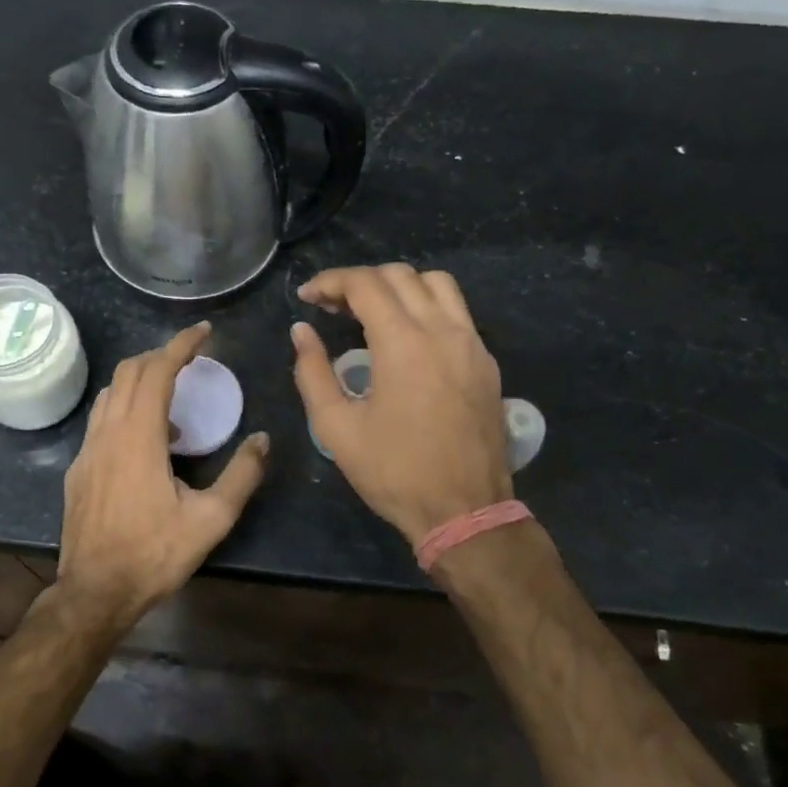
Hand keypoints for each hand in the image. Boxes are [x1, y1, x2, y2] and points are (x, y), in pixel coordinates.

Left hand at [57, 322, 268, 623]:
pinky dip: (125, 409)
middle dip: (160, 356)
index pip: (157, 371)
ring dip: (139, 381)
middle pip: (129, 372)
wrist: (95, 591)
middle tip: (190, 360)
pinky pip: (101, 420)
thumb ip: (241, 475)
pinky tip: (146, 440)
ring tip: (171, 397)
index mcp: (139, 436)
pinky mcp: (78, 469)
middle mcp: (108, 432)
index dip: (181, 345)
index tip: (203, 332)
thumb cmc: (154, 553)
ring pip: (110, 394)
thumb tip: (262, 440)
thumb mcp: (211, 519)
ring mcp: (87, 450)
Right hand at [291, 264, 510, 547]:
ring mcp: (472, 344)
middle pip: (400, 276)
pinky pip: (457, 312)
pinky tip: (408, 337)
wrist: (465, 511)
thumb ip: (313, 372)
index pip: (365, 284)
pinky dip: (427, 306)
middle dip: (360, 281)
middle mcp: (443, 330)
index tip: (308, 297)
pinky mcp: (486, 362)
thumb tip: (301, 332)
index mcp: (404, 343)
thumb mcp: (336, 428)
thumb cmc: (394, 472)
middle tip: (332, 306)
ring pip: (436, 284)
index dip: (330, 282)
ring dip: (399, 286)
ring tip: (373, 311)